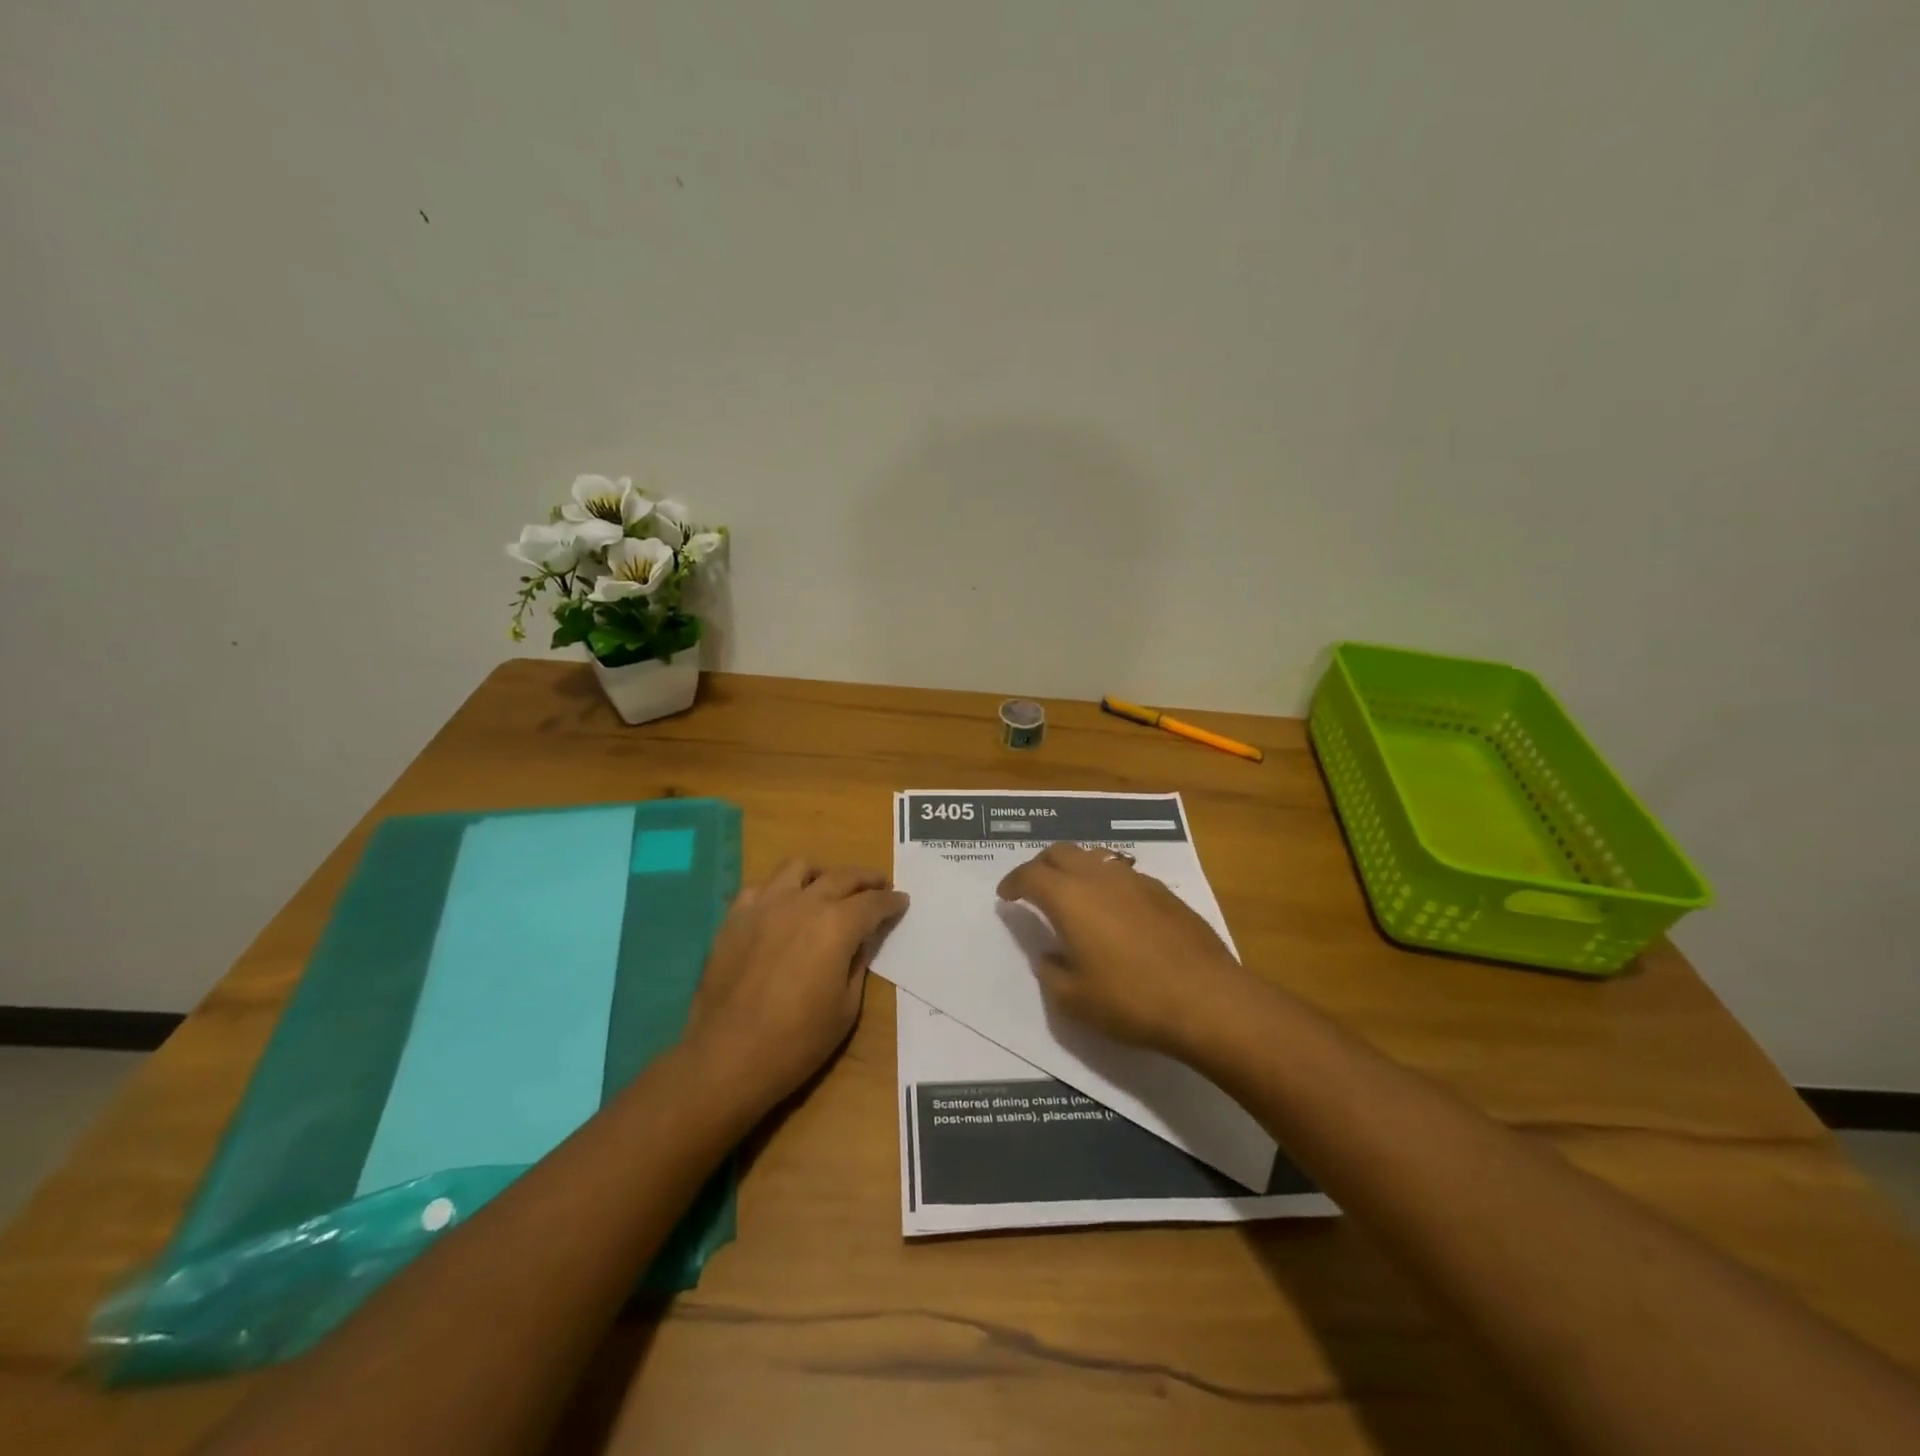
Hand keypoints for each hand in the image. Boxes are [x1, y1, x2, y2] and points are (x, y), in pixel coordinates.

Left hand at [684, 859, 908, 1116]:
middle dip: (866, 879)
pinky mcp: (735, 917)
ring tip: (827, 888)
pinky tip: (783, 907)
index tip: (901, 900)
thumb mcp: (846, 1008)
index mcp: (836, 925)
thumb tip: (862, 939)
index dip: (891, 901)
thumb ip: (858, 963)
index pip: (873, 902)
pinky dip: (779, 890)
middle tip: (878, 886)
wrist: (727, 1057)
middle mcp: (803, 903)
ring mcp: (765, 905)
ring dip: (820, 875)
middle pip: (841, 877)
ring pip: (798, 868)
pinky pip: (762, 887)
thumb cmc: (797, 1041)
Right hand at [996, 843, 1251, 1058]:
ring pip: (1094, 857)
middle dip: (1041, 865)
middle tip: (1034, 888)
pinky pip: (1122, 874)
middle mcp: (1099, 877)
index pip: (1030, 875)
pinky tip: (1113, 910)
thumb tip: (1049, 956)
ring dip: (1075, 868)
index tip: (1006, 896)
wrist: (1207, 999)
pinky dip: (1105, 882)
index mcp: (1070, 898)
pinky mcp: (1163, 892)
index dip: (1013, 882)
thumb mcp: (1075, 999)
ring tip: (1072, 894)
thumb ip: (1052, 972)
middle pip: (1061, 852)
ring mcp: (1135, 880)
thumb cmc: (1132, 1000)